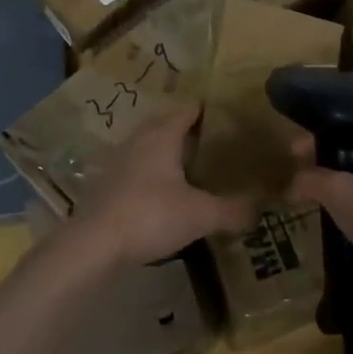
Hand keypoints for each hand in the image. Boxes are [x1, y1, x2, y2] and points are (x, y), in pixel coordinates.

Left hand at [64, 107, 255, 267]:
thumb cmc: (151, 216)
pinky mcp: (106, 184)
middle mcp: (138, 140)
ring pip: (148, 146)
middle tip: (215, 145)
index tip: (229, 119)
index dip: (208, 111)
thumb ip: (232, 210)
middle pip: (166, 124)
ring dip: (168, 153)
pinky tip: (164, 194)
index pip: (188, 109)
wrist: (93, 244)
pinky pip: (136, 168)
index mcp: (162, 135)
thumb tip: (259, 211)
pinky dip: (152, 174)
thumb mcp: (201, 215)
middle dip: (189, 131)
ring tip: (193, 169)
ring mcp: (117, 161)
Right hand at [289, 138, 352, 273]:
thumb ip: (312, 179)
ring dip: (332, 201)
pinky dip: (342, 226)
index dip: (320, 139)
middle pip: (352, 165)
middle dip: (323, 170)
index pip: (351, 136)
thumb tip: (292, 184)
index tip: (292, 150)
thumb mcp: (340, 190)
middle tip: (295, 179)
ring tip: (303, 206)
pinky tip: (323, 233)